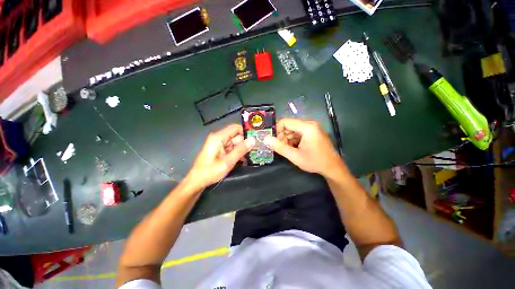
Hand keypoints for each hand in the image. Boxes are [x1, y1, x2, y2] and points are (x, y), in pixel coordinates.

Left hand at [185, 124, 254, 189]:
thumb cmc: (210, 172)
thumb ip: (240, 150)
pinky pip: (232, 148)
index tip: (256, 138)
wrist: (197, 181)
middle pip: (237, 136)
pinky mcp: (220, 149)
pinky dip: (238, 152)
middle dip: (246, 143)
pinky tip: (244, 159)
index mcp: (219, 137)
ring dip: (243, 149)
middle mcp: (219, 138)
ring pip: (236, 142)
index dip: (246, 132)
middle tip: (257, 150)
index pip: (236, 128)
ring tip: (252, 156)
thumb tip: (253, 140)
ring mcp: (219, 144)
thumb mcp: (227, 162)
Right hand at [264, 118, 346, 176]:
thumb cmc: (315, 162)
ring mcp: (313, 128)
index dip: (276, 130)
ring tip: (287, 150)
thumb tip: (265, 139)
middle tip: (280, 147)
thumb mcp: (294, 156)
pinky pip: (299, 133)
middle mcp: (310, 124)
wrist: (333, 168)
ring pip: (294, 130)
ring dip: (287, 139)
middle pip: (290, 126)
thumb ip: (279, 147)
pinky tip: (294, 149)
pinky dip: (294, 140)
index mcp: (307, 127)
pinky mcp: (314, 133)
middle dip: (282, 136)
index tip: (273, 140)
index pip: (285, 121)